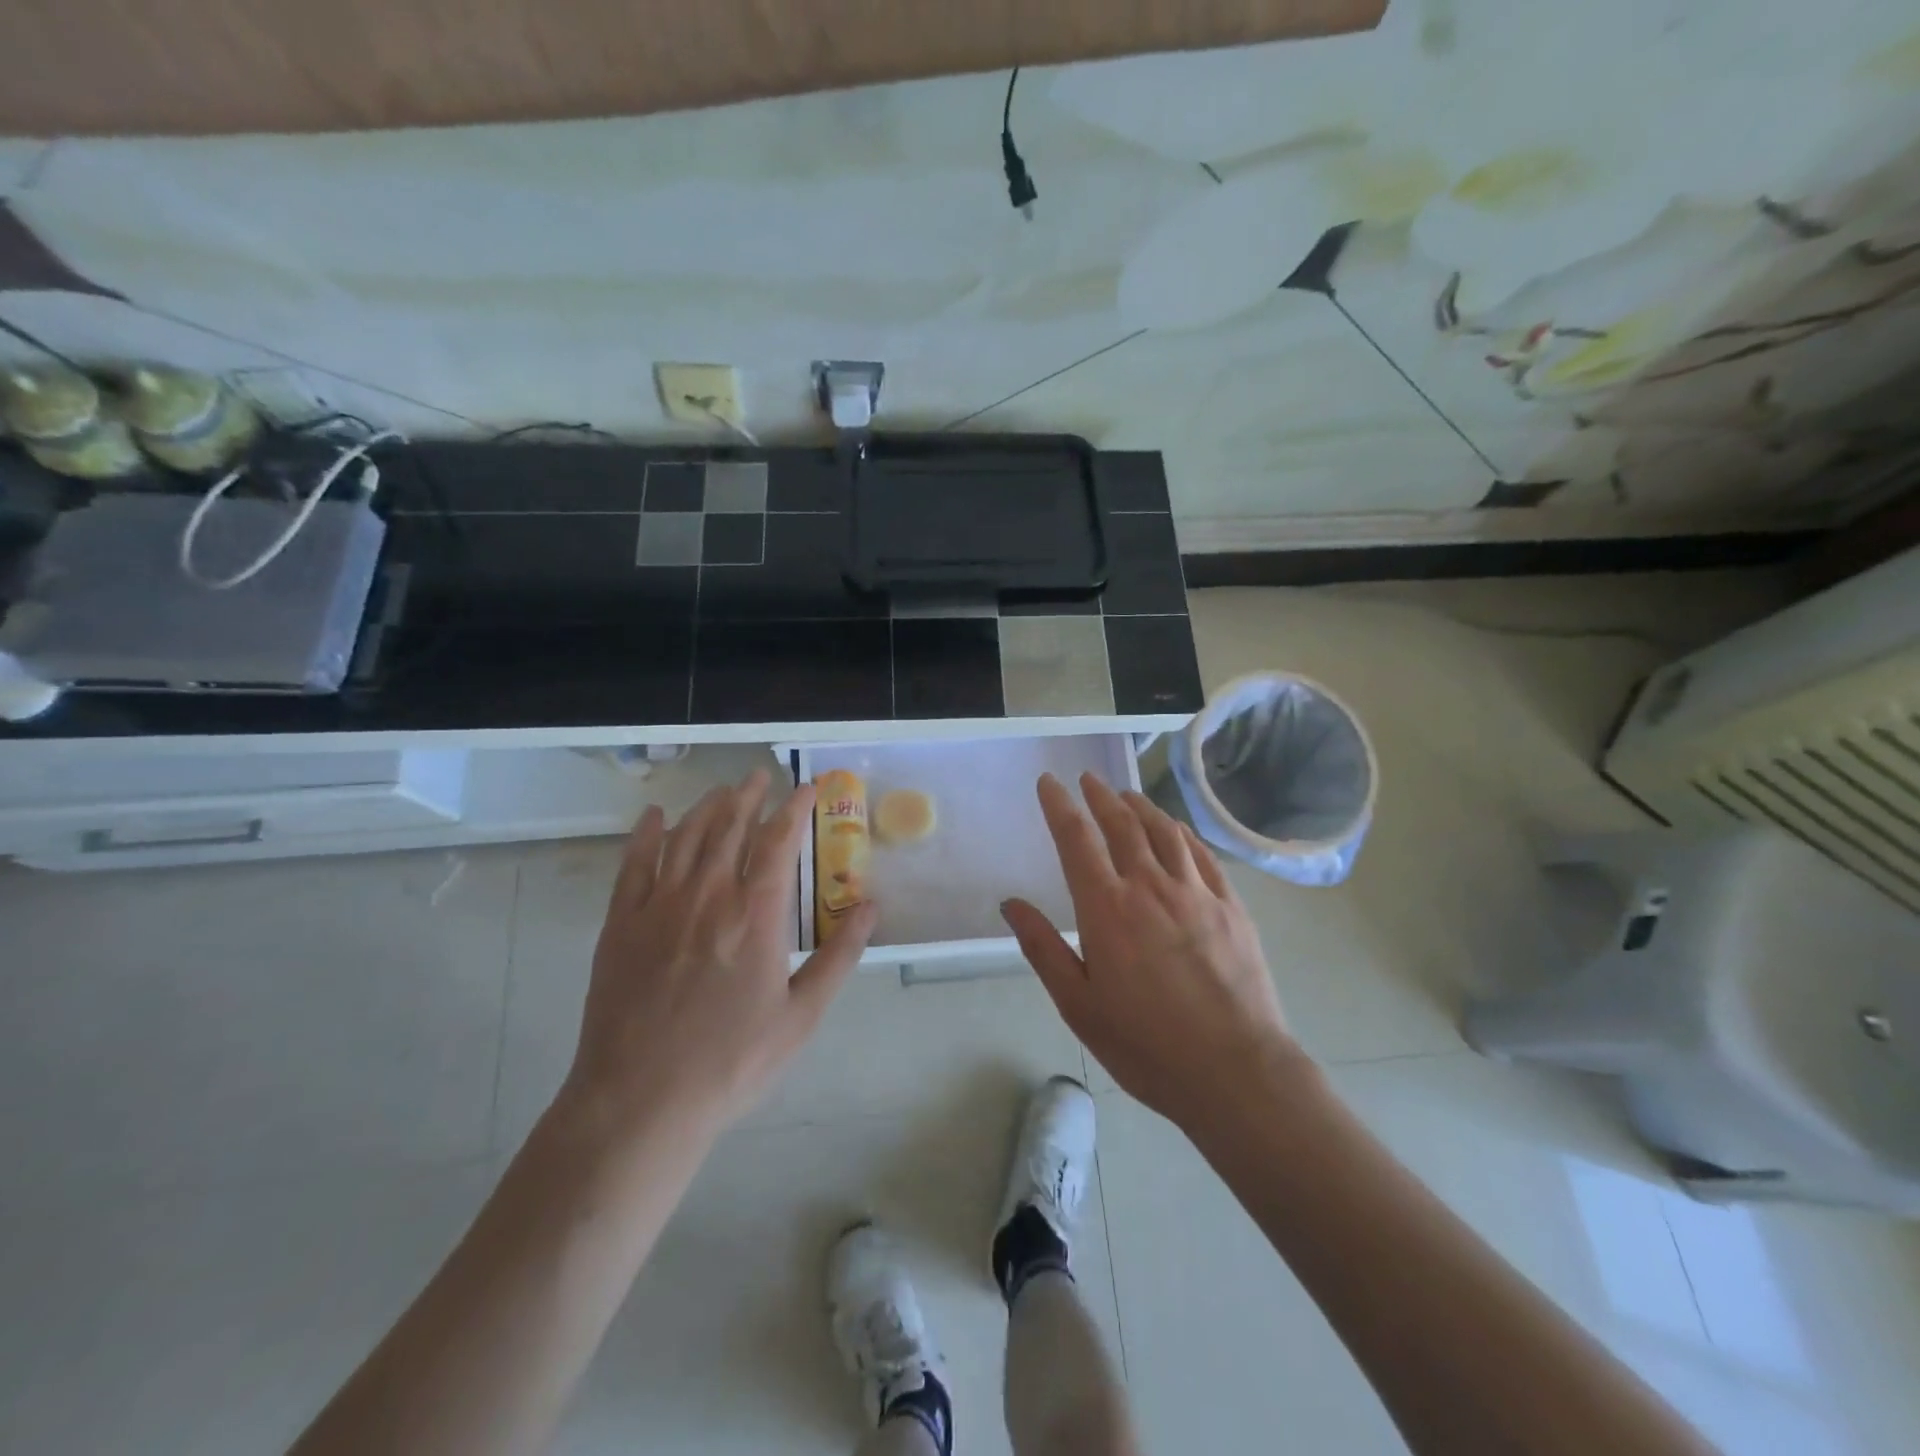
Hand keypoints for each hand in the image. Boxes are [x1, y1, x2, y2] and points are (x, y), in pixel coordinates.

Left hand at [559, 768, 877, 1141]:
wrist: (641, 1100)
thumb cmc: (731, 1062)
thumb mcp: (801, 1016)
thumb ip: (839, 956)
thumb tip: (870, 906)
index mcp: (755, 915)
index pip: (778, 842)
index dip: (794, 809)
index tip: (806, 788)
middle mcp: (708, 896)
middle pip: (730, 828)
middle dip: (749, 796)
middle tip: (760, 775)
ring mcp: (659, 907)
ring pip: (685, 837)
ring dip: (707, 807)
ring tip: (722, 791)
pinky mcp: (621, 924)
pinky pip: (633, 864)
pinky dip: (646, 834)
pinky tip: (654, 817)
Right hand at [1002, 773, 1297, 1131]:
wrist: (1235, 1072)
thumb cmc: (1145, 1044)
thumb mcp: (1078, 1005)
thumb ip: (1043, 948)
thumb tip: (1011, 904)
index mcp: (1107, 909)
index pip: (1076, 840)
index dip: (1059, 805)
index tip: (1049, 782)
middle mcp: (1150, 887)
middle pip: (1122, 825)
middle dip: (1100, 796)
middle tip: (1088, 779)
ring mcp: (1196, 893)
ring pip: (1164, 831)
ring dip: (1141, 806)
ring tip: (1127, 795)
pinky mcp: (1231, 906)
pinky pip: (1202, 854)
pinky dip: (1182, 833)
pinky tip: (1176, 830)